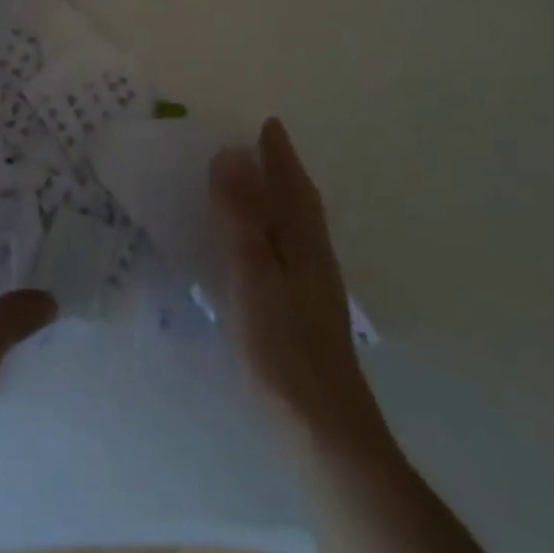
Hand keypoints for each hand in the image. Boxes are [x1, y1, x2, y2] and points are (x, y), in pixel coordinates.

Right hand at [213, 120, 510, 552]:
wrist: (323, 430)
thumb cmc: (282, 344)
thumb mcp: (252, 270)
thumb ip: (241, 213)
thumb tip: (231, 152)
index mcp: (302, 239)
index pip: (292, 183)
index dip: (278, 152)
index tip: (268, 123)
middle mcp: (313, 255)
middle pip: (299, 201)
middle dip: (282, 170)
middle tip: (260, 145)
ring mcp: (312, 288)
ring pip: (295, 227)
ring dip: (278, 199)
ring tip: (254, 186)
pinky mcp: (303, 314)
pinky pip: (285, 250)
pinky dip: (272, 231)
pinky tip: (258, 249)